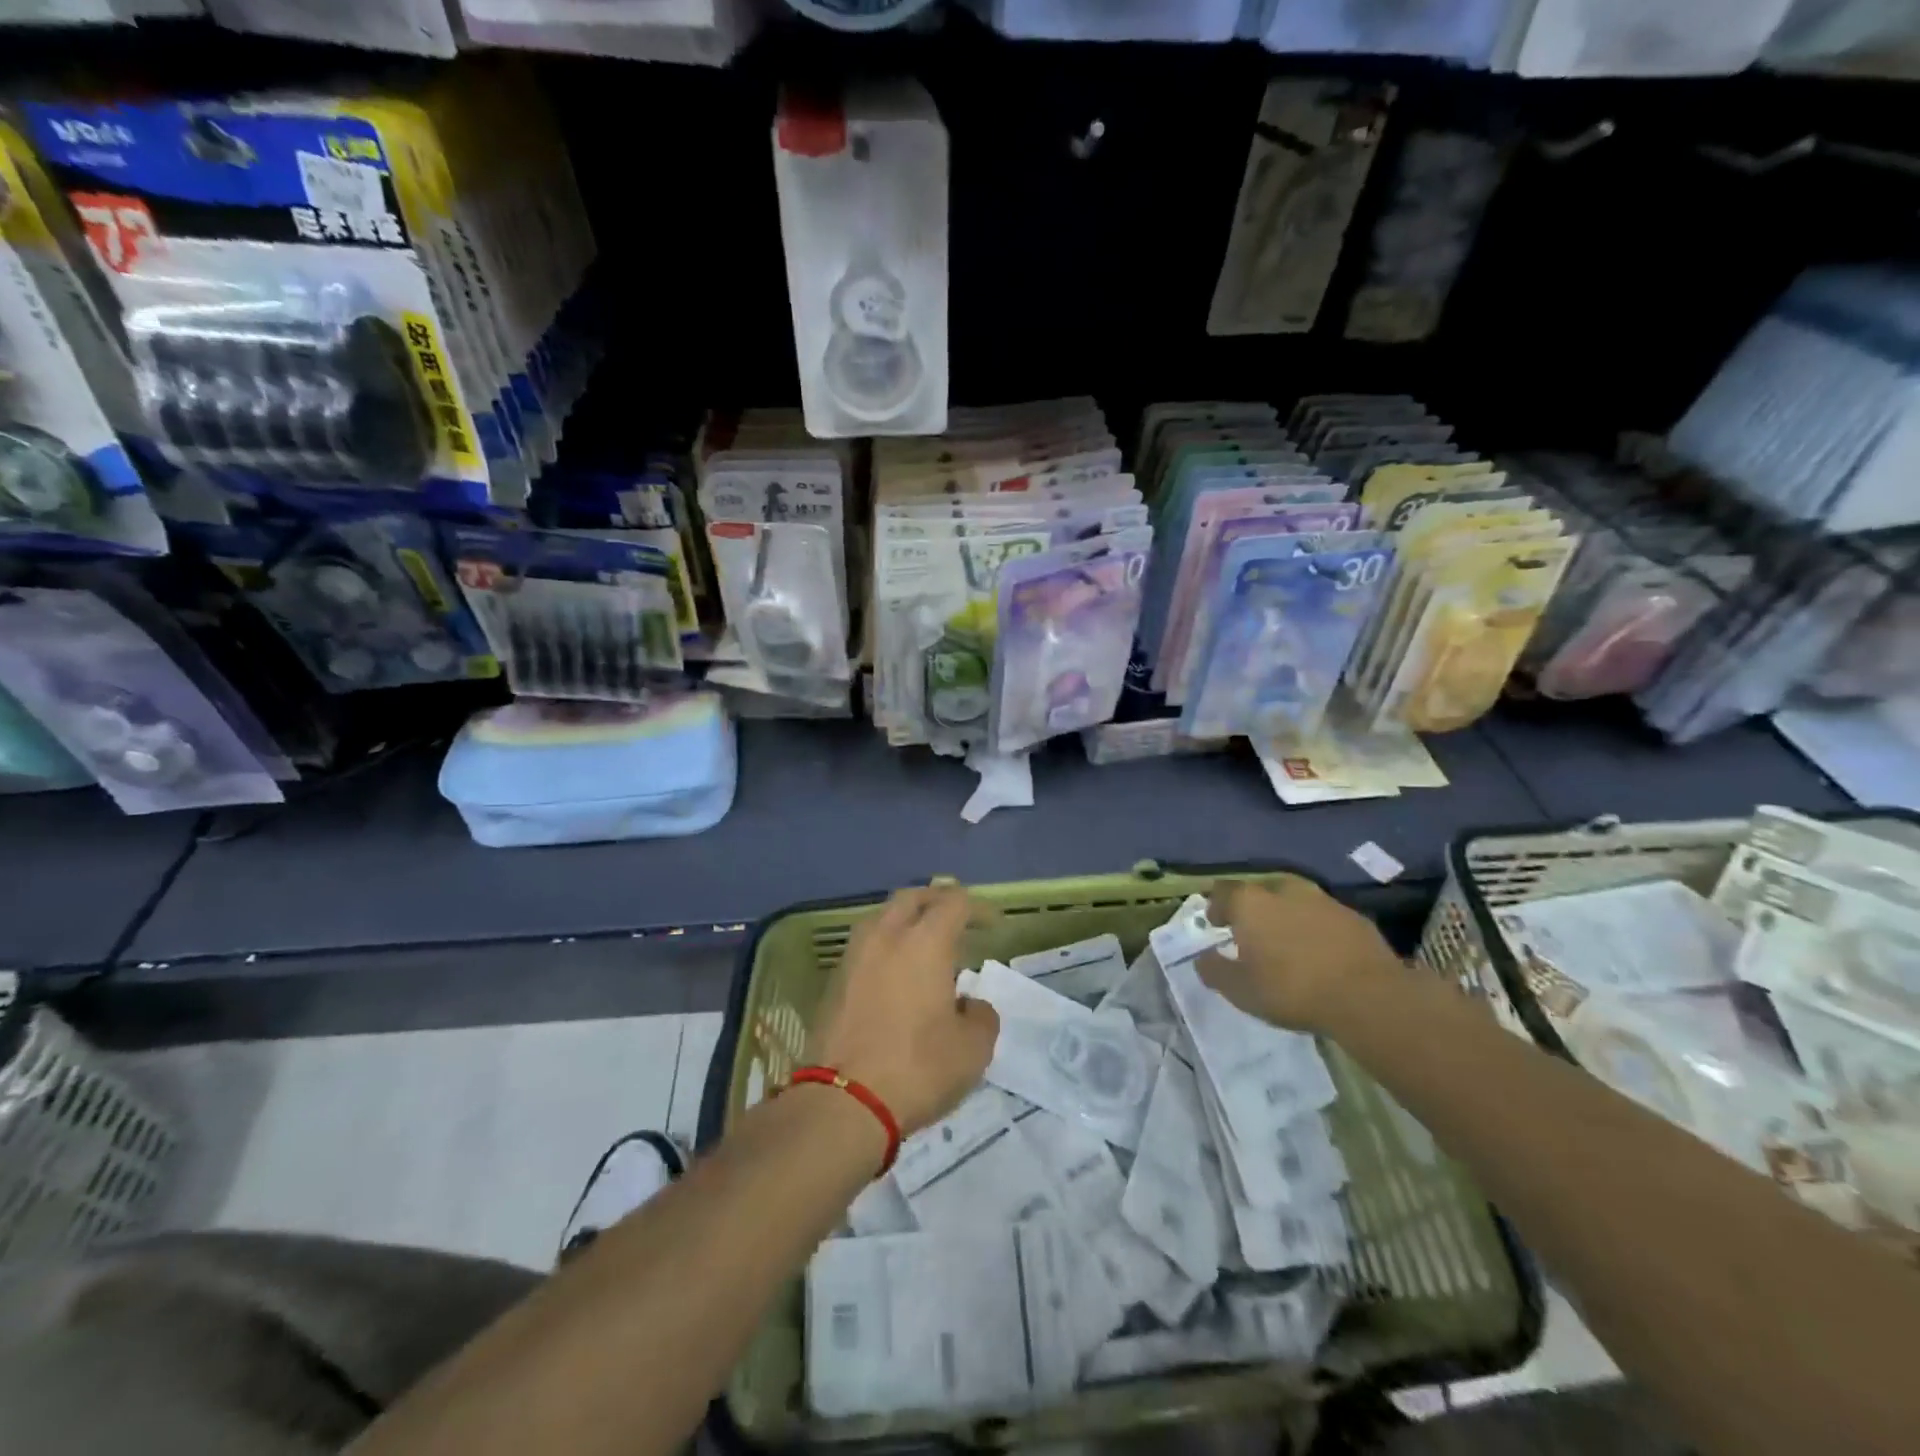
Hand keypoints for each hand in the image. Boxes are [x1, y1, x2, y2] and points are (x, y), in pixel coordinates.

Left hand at [806, 885, 999, 1136]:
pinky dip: (885, 948)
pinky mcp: (834, 981)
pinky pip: (866, 947)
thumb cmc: (917, 1068)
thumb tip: (969, 1005)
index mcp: (925, 941)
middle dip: (937, 902)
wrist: (843, 1102)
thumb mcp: (973, 1049)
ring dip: (905, 922)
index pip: (954, 902)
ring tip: (923, 947)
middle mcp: (886, 936)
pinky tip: (896, 975)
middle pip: (912, 898)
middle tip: (956, 921)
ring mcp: (854, 956)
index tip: (992, 926)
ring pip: (882, 918)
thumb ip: (981, 1016)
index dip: (977, 908)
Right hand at [1198, 876, 1400, 1034]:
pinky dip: (1316, 929)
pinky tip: (1320, 952)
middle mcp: (1284, 891)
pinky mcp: (1354, 916)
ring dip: (1287, 916)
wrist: (1367, 997)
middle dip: (1254, 910)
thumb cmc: (1291, 989)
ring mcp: (1323, 900)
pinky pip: (1324, 917)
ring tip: (1288, 943)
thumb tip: (1202, 958)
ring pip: (1295, 901)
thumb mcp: (1240, 990)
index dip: (1217, 907)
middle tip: (1253, 934)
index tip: (1217, 925)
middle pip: (1261, 892)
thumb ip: (1214, 970)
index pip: (1223, 892)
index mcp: (1251, 903)